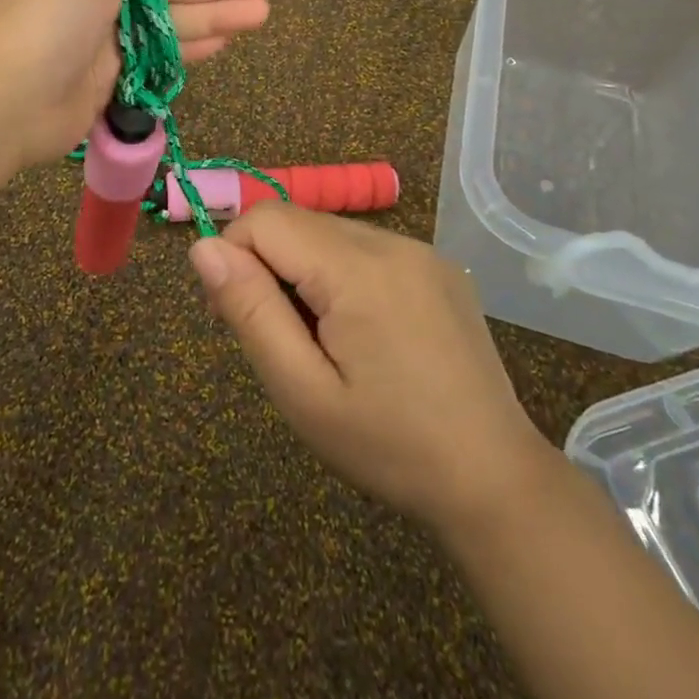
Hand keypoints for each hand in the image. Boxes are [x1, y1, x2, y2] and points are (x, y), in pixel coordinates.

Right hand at [190, 203, 554, 536]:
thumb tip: (203, 248)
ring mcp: (422, 250)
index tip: (231, 316)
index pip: (265, 220)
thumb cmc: (390, 445)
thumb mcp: (303, 391)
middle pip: (298, 223)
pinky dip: (342, 274)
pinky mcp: (439, 266)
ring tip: (319, 340)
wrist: (495, 479)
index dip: (233, 256)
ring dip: (305, 271)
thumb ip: (250, 311)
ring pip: (330, 233)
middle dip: (268, 266)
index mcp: (358, 268)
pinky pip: (367, 248)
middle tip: (275, 338)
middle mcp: (392, 242)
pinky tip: (360, 332)